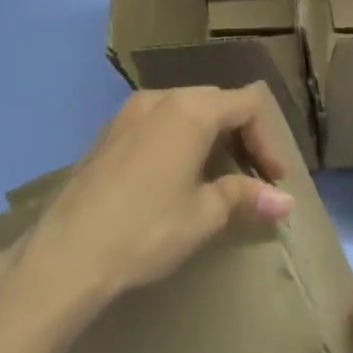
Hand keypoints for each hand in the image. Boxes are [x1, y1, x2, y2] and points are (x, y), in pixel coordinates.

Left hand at [13, 85, 292, 317]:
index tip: (273, 180)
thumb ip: (245, 196)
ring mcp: (126, 114)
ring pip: (183, 110)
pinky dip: (178, 141)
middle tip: (250, 177)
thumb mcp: (204, 215)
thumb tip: (284, 202)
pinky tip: (175, 179)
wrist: (68, 253)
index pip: (247, 105)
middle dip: (241, 136)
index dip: (268, 141)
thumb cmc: (147, 230)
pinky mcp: (106, 134)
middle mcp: (158, 99)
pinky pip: (156, 124)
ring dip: (208, 138)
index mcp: (190, 110)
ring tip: (216, 178)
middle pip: (215, 102)